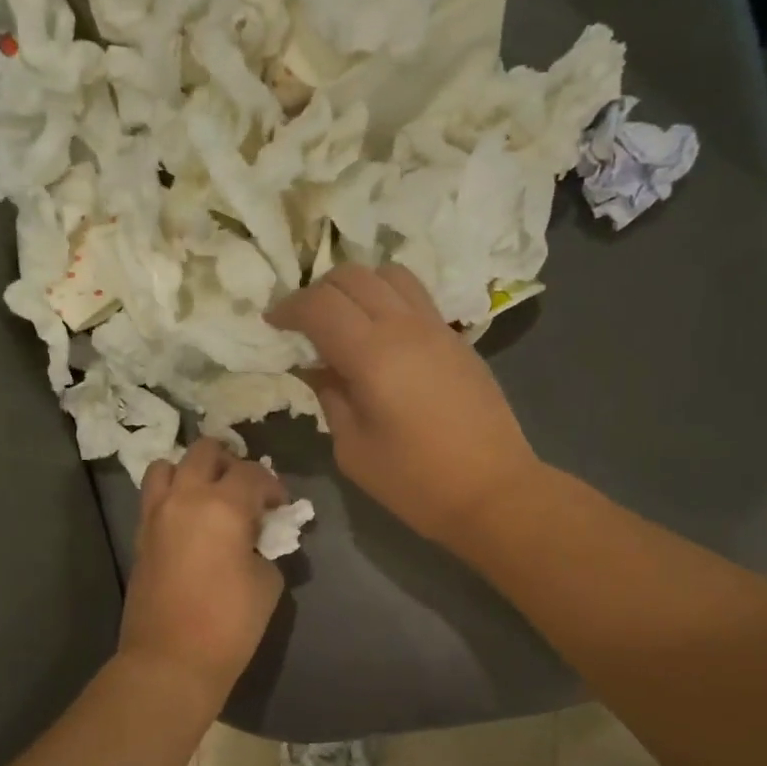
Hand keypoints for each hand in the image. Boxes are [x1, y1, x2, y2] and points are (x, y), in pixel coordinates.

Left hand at [117, 439, 286, 704]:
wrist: (171, 660)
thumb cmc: (229, 624)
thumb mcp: (268, 581)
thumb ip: (264, 545)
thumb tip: (255, 537)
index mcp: (223, 505)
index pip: (252, 473)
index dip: (272, 484)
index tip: (280, 505)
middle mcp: (185, 498)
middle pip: (205, 451)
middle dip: (230, 462)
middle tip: (245, 489)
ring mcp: (156, 514)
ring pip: (168, 465)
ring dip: (192, 470)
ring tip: (208, 494)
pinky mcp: (140, 534)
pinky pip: (154, 495)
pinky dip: (172, 493)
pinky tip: (189, 518)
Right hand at [268, 263, 540, 546]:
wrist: (493, 491)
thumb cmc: (415, 482)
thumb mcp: (353, 449)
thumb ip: (330, 397)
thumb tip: (316, 368)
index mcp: (373, 354)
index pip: (320, 304)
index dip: (289, 307)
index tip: (273, 323)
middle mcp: (405, 326)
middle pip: (353, 276)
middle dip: (318, 291)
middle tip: (303, 322)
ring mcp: (437, 327)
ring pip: (389, 274)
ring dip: (357, 286)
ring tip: (344, 318)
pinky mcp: (457, 339)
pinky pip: (415, 296)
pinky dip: (387, 298)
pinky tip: (379, 333)